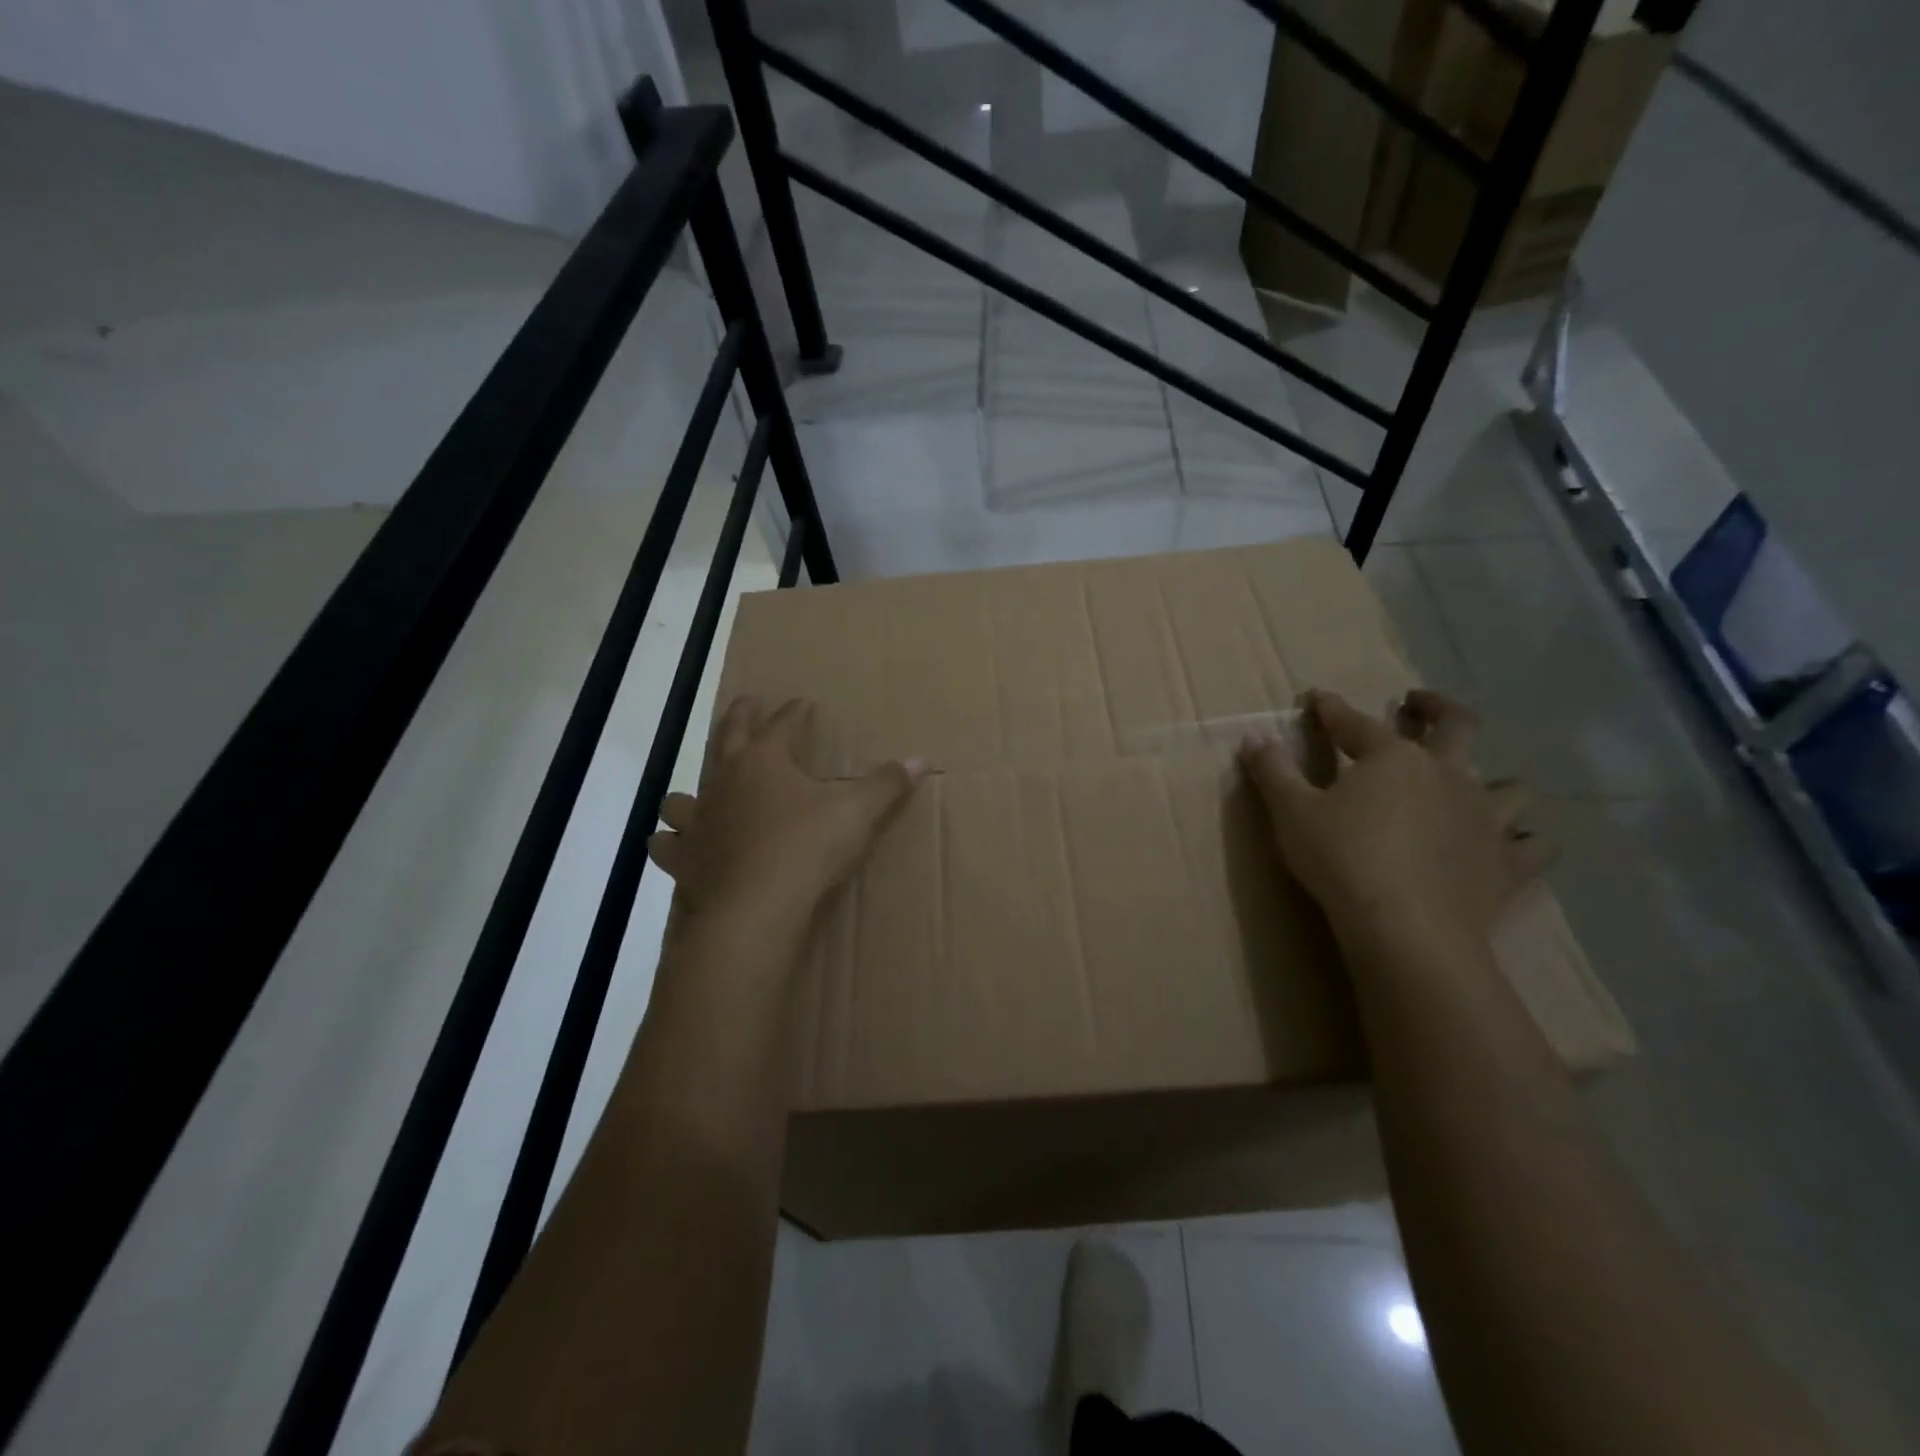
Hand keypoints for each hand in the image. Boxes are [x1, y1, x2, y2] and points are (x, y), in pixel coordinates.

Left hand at [648, 697, 923, 939]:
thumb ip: (885, 785)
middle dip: (740, 718)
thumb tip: (919, 759)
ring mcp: (700, 821)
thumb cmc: (808, 848)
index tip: (804, 703)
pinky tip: (676, 845)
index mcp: (765, 761)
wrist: (756, 908)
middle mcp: (725, 782)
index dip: (796, 713)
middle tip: (747, 703)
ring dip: (691, 791)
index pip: (784, 725)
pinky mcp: (685, 860)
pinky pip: (669, 846)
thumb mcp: (856, 813)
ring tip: (701, 793)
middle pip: (729, 738)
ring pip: (683, 796)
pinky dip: (673, 843)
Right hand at [1239, 689, 1550, 960]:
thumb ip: (1273, 771)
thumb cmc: (1342, 860)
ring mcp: (1486, 819)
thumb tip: (1254, 737)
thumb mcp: (1291, 812)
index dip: (1332, 709)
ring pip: (1512, 787)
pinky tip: (1514, 847)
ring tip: (1480, 788)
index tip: (1317, 698)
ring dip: (1498, 783)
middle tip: (1418, 703)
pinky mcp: (1507, 864)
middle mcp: (1447, 775)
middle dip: (1436, 708)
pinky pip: (1534, 847)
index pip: (1355, 722)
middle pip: (1457, 726)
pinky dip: (1527, 843)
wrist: (1407, 928)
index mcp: (1392, 757)